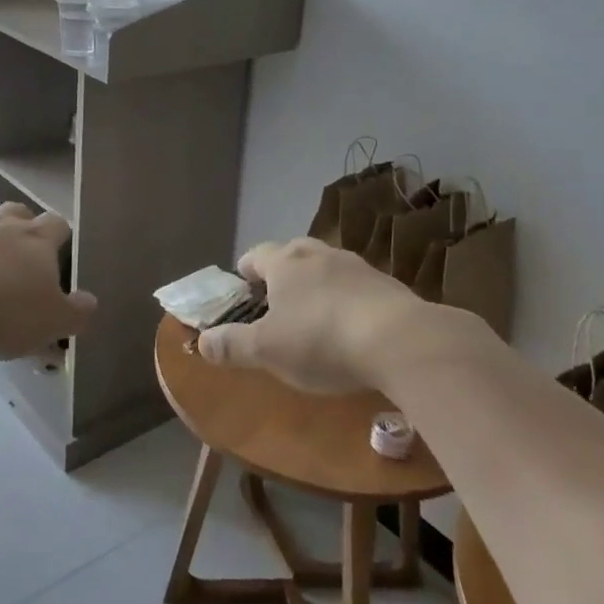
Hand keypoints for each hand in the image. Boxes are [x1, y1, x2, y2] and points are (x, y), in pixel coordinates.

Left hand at [0, 204, 96, 360]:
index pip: (57, 224)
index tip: (56, 254)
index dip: (59, 236)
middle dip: (20, 226)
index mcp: (35, 240)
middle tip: (18, 254)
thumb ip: (76, 313)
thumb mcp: (50, 323)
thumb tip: (90, 301)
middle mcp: (1, 224)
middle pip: (17, 211)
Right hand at [197, 237, 454, 393]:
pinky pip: (358, 287)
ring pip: (327, 267)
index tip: (244, 291)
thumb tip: (202, 341)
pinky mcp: (388, 285)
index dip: (246, 272)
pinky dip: (348, 300)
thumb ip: (232, 345)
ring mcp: (357, 266)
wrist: (401, 341)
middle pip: (293, 252)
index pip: (255, 254)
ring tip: (316, 317)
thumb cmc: (321, 341)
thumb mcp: (267, 351)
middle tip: (278, 302)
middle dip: (282, 272)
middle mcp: (319, 254)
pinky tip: (353, 329)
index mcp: (285, 263)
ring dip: (318, 285)